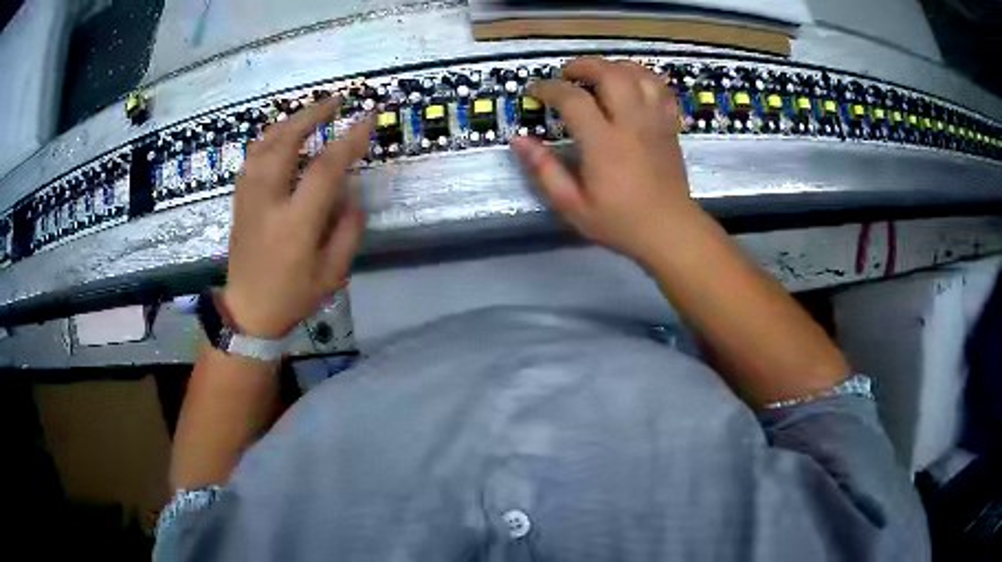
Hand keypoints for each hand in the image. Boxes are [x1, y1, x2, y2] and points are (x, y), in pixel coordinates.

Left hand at [222, 98, 372, 337]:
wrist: (248, 312)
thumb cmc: (292, 296)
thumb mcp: (332, 272)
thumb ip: (348, 229)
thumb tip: (351, 194)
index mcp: (295, 224)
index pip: (325, 169)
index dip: (349, 140)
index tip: (368, 118)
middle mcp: (268, 202)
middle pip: (286, 142)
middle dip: (313, 115)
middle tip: (336, 100)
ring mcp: (249, 198)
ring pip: (264, 144)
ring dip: (290, 121)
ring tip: (311, 112)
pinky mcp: (240, 199)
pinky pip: (252, 156)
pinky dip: (269, 137)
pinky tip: (282, 134)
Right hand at [511, 57, 701, 262]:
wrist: (670, 231)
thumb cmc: (620, 222)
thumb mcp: (572, 205)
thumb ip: (544, 170)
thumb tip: (519, 140)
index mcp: (604, 143)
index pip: (572, 98)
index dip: (548, 88)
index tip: (535, 91)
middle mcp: (631, 123)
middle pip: (610, 74)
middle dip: (584, 66)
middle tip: (567, 75)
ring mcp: (655, 122)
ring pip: (638, 75)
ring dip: (614, 66)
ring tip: (599, 75)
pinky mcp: (669, 126)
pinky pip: (660, 89)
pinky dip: (644, 78)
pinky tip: (631, 84)